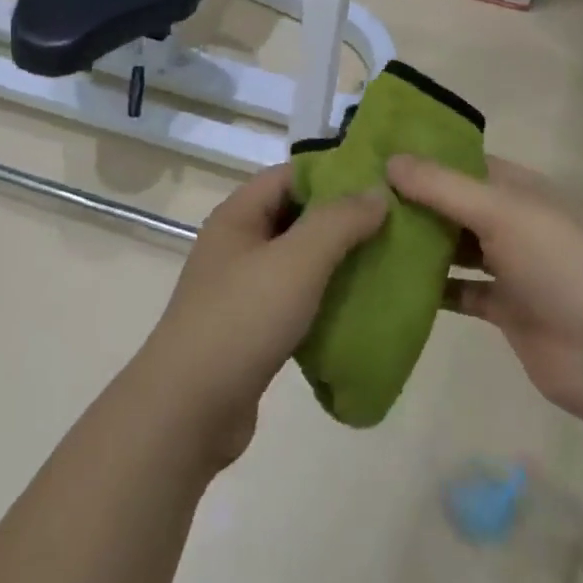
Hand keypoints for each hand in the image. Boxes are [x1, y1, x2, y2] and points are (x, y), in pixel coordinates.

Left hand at [137, 164, 385, 466]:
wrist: (190, 409)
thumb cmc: (243, 319)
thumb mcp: (297, 261)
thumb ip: (339, 221)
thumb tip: (376, 191)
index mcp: (238, 215)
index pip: (290, 175)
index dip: (333, 173)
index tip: (380, 182)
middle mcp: (237, 243)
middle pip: (295, 215)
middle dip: (341, 219)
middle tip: (392, 224)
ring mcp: (241, 287)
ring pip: (298, 260)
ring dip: (336, 261)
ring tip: (385, 263)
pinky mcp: (250, 327)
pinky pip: (295, 298)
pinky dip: (324, 298)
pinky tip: (357, 307)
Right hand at [388, 154, 582, 425]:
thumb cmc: (560, 265)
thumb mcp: (501, 212)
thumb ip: (442, 186)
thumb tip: (389, 159)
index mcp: (520, 189)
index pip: (465, 162)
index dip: (424, 157)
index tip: (374, 156)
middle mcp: (514, 222)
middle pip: (455, 204)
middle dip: (413, 201)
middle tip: (358, 197)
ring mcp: (510, 267)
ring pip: (454, 247)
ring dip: (419, 244)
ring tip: (365, 236)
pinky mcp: (503, 309)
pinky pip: (458, 290)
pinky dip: (430, 287)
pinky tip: (390, 283)